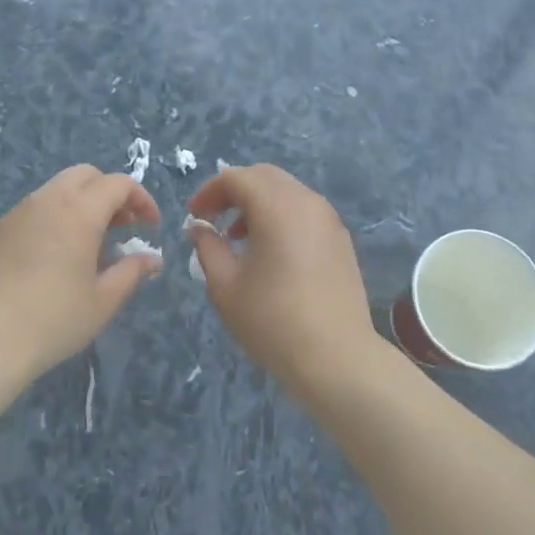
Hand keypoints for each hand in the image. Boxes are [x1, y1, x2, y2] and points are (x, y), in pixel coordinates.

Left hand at [0, 165, 162, 383]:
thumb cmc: (54, 319)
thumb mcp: (103, 300)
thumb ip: (131, 272)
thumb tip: (151, 259)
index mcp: (80, 211)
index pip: (119, 184)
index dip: (141, 199)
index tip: (150, 226)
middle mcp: (48, 200)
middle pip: (86, 175)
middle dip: (109, 193)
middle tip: (121, 226)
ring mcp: (18, 212)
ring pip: (56, 190)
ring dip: (80, 205)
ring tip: (88, 244)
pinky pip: (32, 211)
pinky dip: (53, 220)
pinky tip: (52, 258)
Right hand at [187, 164, 382, 393]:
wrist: (337, 358)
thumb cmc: (273, 321)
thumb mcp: (226, 286)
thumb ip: (208, 248)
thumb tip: (200, 229)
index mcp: (277, 207)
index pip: (236, 178)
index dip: (209, 191)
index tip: (193, 217)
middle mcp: (307, 202)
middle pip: (264, 176)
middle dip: (234, 191)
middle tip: (213, 218)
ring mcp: (329, 220)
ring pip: (287, 191)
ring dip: (258, 203)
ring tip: (238, 237)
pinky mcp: (341, 240)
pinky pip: (304, 211)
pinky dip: (281, 216)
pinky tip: (270, 251)